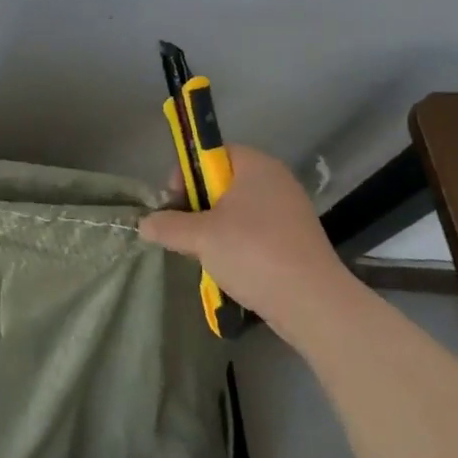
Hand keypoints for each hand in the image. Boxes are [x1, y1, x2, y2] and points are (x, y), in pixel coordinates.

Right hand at [139, 145, 350, 338]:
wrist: (313, 304)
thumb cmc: (253, 253)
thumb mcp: (200, 237)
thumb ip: (167, 225)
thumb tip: (143, 224)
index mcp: (256, 166)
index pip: (211, 153)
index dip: (186, 173)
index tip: (173, 201)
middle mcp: (276, 181)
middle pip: (223, 182)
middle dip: (198, 205)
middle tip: (183, 230)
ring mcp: (290, 212)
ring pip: (238, 210)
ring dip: (215, 228)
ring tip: (203, 253)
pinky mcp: (296, 241)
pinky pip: (256, 232)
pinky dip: (237, 245)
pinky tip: (228, 267)